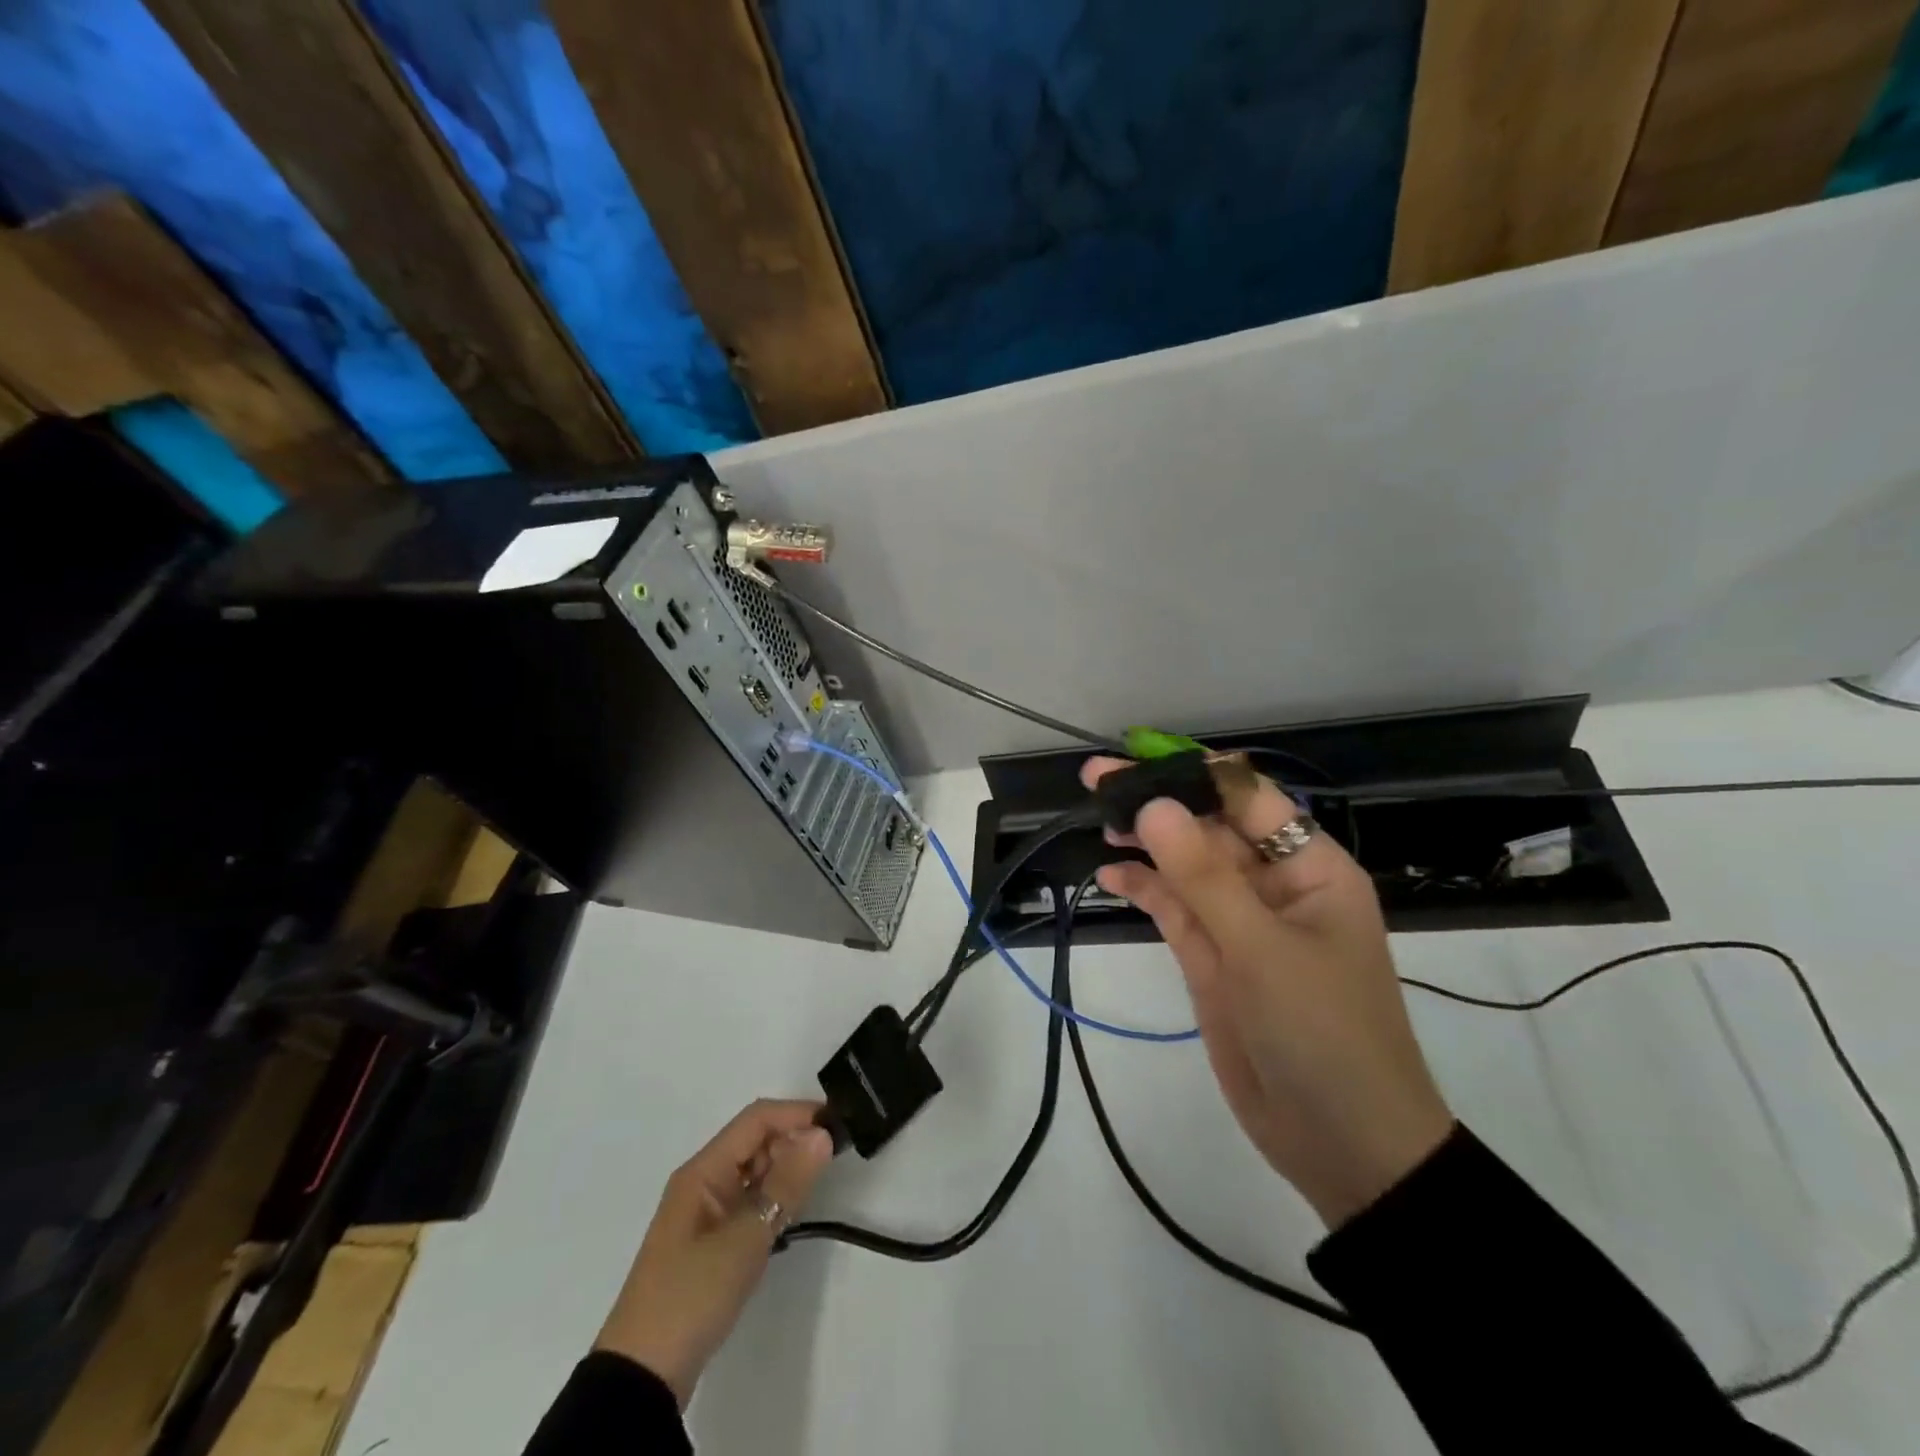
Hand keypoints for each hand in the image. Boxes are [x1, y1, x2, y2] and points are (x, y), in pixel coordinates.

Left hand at [595, 1099, 834, 1405]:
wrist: (642, 1379)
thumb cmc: (690, 1296)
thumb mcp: (744, 1238)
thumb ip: (786, 1185)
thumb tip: (821, 1134)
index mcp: (703, 1171)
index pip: (756, 1120)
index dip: (797, 1114)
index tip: (836, 1124)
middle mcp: (704, 1181)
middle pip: (756, 1141)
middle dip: (794, 1140)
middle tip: (835, 1158)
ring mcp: (707, 1213)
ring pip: (756, 1171)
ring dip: (786, 1170)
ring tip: (819, 1183)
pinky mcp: (713, 1242)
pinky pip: (751, 1201)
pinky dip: (775, 1199)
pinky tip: (793, 1213)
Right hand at [1082, 758, 1454, 1228]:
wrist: (1343, 1145)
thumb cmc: (1323, 1034)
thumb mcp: (1263, 950)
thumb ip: (1204, 877)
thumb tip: (1154, 805)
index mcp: (1310, 869)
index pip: (1248, 799)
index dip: (1193, 773)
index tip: (1136, 760)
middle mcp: (1275, 885)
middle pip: (1210, 827)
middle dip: (1159, 803)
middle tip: (1096, 780)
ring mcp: (1241, 923)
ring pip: (1187, 865)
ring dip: (1146, 842)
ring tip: (1099, 822)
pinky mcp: (1214, 958)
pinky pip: (1175, 908)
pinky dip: (1144, 888)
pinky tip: (1110, 875)